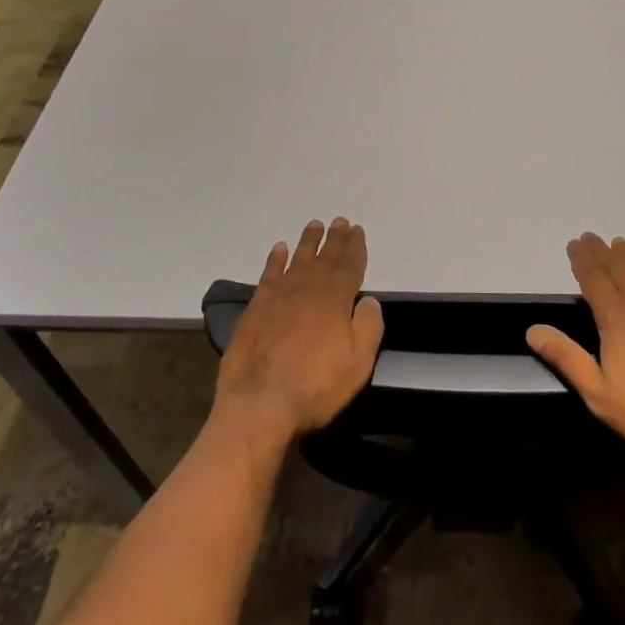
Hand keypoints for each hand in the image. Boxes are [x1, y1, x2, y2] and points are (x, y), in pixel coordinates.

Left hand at [213, 219, 383, 444]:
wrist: (259, 403)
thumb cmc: (315, 387)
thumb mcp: (357, 364)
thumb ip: (368, 328)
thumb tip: (369, 300)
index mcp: (335, 301)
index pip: (349, 267)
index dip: (355, 248)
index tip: (357, 230)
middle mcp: (307, 290)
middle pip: (325, 258)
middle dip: (335, 239)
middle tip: (340, 222)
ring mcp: (278, 297)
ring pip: (297, 260)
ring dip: (308, 242)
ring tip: (314, 225)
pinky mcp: (256, 308)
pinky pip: (269, 274)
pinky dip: (275, 260)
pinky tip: (279, 249)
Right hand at [527, 232, 624, 458]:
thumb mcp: (597, 392)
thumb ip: (566, 357)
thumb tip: (532, 330)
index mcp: (616, 319)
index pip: (594, 280)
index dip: (582, 261)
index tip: (574, 243)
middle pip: (619, 270)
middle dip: (602, 252)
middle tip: (592, 237)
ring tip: (621, 244)